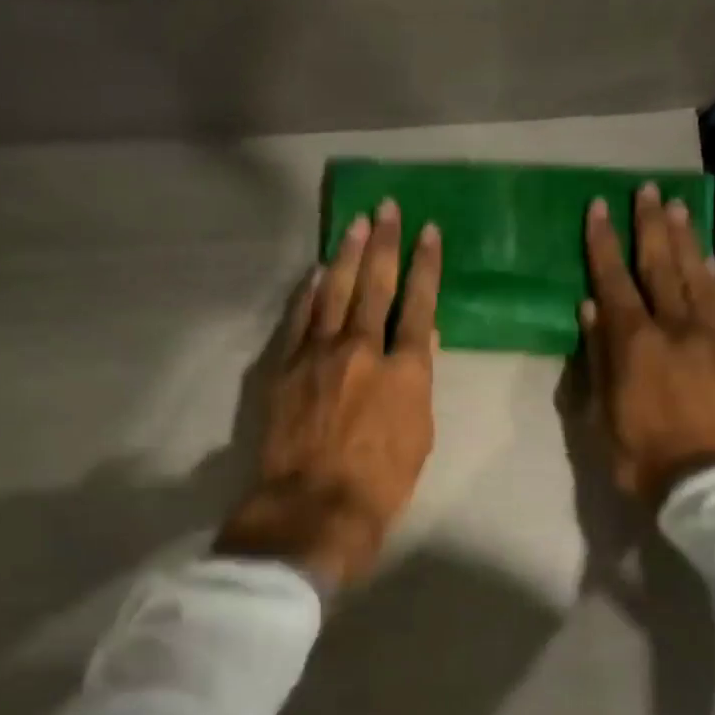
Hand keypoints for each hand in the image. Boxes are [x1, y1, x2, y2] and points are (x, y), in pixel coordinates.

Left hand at [216, 201, 441, 588]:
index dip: (425, 266)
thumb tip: (416, 347)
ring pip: (335, 292)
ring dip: (346, 255)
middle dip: (384, 244)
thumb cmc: (381, 483)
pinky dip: (309, 292)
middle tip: (388, 209)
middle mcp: (362, 350)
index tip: (429, 233)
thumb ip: (416, 384)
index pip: (419, 305)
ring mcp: (319, 354)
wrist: (314, 505)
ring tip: (356, 223)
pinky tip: (316, 273)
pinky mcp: (286, 366)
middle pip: (375, 285)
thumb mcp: (419, 436)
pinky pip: (300, 319)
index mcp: (405, 371)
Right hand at [580, 184, 714, 504]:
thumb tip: (591, 310)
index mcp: (635, 344)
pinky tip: (708, 258)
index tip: (598, 207)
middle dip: (651, 225)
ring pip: (697, 276)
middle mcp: (676, 328)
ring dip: (685, 239)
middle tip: (647, 189)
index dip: (604, 243)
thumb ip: (598, 359)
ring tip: (677, 206)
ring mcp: (713, 337)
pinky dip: (713, 276)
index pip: (614, 281)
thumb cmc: (644, 457)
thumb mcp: (603, 415)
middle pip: (661, 266)